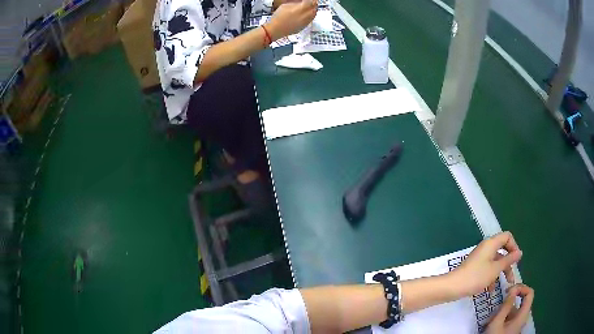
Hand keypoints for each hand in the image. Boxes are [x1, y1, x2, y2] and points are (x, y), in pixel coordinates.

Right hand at [265, 0, 316, 40]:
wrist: (275, 29)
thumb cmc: (278, 18)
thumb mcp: (285, 5)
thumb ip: (296, 3)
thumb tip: (301, 2)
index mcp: (301, 9)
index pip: (311, 2)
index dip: (311, 0)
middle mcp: (305, 16)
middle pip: (314, 8)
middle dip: (314, 4)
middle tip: (311, 2)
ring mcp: (305, 22)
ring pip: (314, 14)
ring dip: (313, 10)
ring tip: (310, 7)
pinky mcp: (304, 27)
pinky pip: (311, 20)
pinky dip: (311, 15)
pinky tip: (306, 14)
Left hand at [450, 231, 522, 296]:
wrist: (452, 287)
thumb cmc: (476, 277)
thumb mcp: (495, 269)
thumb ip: (508, 260)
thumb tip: (519, 252)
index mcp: (491, 243)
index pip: (507, 236)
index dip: (514, 246)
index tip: (516, 260)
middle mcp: (486, 248)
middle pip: (502, 251)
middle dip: (508, 265)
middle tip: (511, 278)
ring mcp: (479, 258)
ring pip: (495, 262)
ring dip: (500, 273)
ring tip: (503, 286)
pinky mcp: (474, 267)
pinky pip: (487, 269)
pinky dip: (490, 278)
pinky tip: (490, 290)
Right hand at [486, 284, 534, 333]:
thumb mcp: (497, 322)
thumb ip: (506, 305)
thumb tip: (513, 288)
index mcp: (523, 315)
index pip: (530, 293)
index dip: (521, 287)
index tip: (509, 290)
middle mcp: (522, 318)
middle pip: (520, 302)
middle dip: (508, 302)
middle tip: (497, 304)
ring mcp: (516, 324)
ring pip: (512, 311)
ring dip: (502, 311)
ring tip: (490, 318)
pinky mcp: (510, 329)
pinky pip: (508, 318)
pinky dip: (500, 317)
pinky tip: (490, 323)